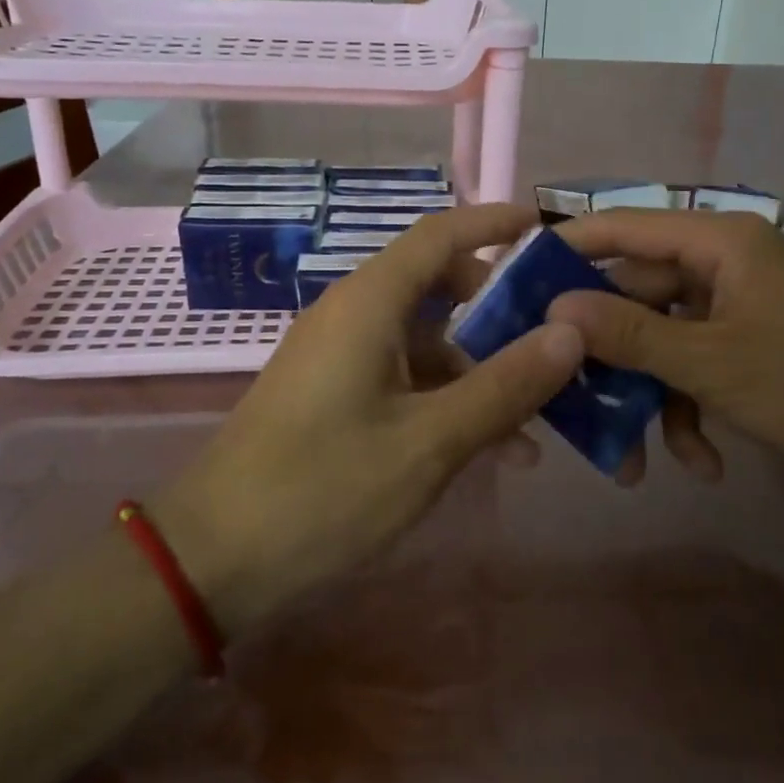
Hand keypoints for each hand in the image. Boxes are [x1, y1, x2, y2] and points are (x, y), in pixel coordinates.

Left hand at [154, 204, 583, 636]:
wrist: (212, 559)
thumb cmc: (324, 490)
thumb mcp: (430, 442)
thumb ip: (505, 386)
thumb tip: (571, 332)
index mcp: (370, 301)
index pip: (442, 234)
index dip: (496, 223)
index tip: (549, 229)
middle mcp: (353, 312)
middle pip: (440, 285)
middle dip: (501, 310)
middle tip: (556, 340)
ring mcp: (340, 354)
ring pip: (427, 337)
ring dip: (480, 367)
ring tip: (537, 417)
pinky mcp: (333, 392)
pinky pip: (404, 374)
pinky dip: (448, 396)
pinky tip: (490, 448)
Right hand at [548, 211, 783, 484]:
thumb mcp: (712, 362)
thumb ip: (631, 333)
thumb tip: (555, 308)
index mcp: (717, 243)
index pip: (622, 228)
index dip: (567, 250)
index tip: (517, 282)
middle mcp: (720, 263)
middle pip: (636, 296)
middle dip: (608, 356)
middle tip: (563, 394)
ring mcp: (734, 305)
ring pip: (662, 340)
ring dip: (649, 398)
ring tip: (635, 462)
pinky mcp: (746, 342)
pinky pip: (695, 364)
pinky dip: (689, 409)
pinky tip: (701, 461)